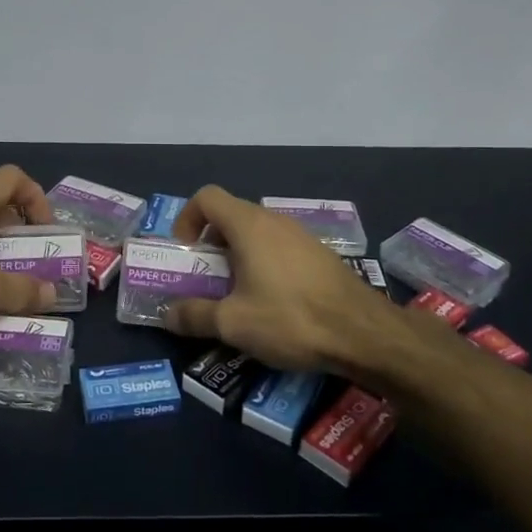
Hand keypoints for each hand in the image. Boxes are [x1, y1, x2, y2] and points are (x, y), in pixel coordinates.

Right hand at [162, 186, 406, 373]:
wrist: (364, 333)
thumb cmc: (291, 319)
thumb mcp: (233, 323)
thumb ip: (194, 315)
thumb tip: (167, 314)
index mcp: (249, 225)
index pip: (206, 197)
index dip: (187, 219)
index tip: (187, 254)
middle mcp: (274, 220)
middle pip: (230, 215)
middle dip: (210, 244)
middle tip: (206, 281)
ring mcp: (301, 235)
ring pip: (256, 233)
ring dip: (237, 256)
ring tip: (236, 295)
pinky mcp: (320, 254)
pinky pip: (279, 248)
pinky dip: (264, 264)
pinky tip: (272, 302)